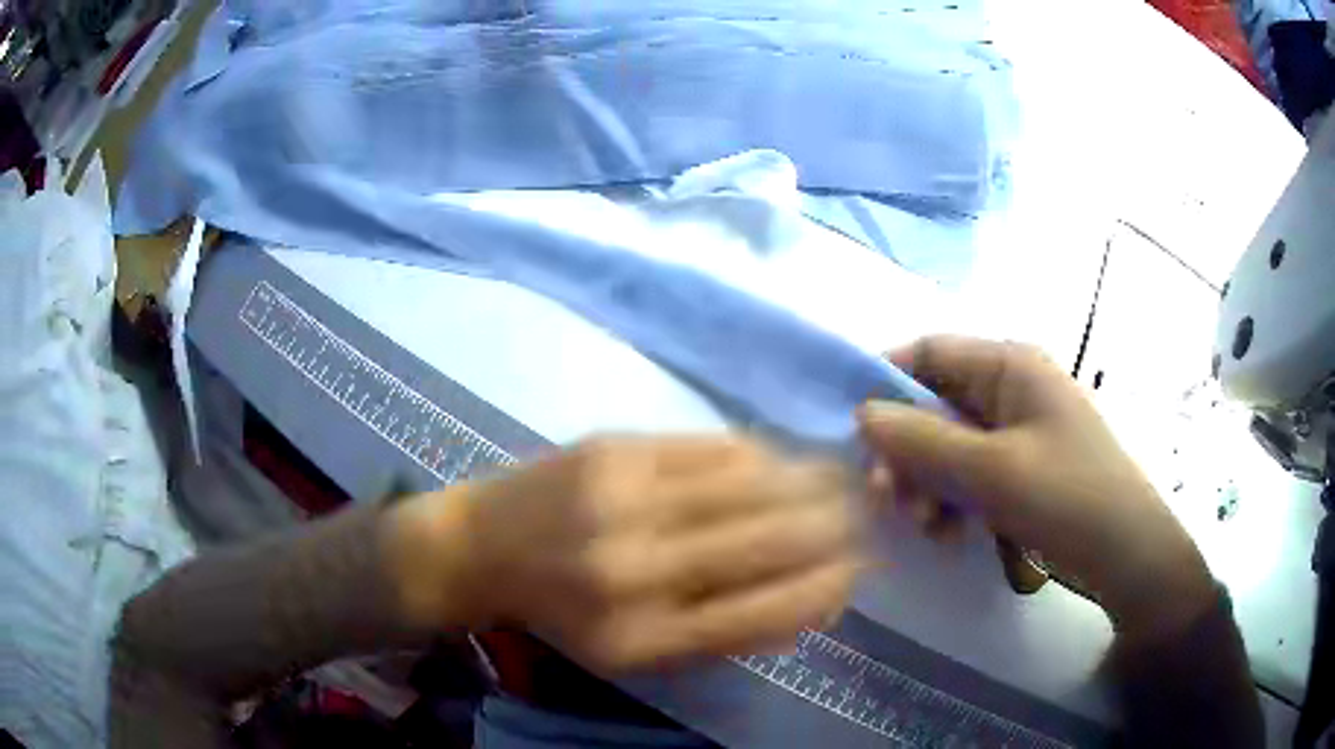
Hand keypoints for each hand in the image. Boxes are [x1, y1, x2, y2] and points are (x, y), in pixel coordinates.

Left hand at [388, 437, 858, 672]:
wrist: (481, 547)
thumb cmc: (563, 614)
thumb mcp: (635, 652)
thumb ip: (722, 634)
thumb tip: (810, 602)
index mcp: (645, 638)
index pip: (766, 614)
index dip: (826, 589)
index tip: (858, 571)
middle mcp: (639, 571)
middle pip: (768, 543)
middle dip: (834, 527)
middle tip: (867, 516)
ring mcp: (626, 501)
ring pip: (751, 486)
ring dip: (811, 483)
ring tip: (844, 480)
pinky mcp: (616, 450)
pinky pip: (713, 448)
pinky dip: (762, 455)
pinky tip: (784, 458)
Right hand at [857, 336, 1214, 639]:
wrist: (1126, 554)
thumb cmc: (1067, 497)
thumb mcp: (991, 471)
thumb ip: (923, 439)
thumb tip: (861, 412)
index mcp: (1010, 366)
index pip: (931, 352)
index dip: (886, 381)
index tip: (852, 429)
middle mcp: (1012, 388)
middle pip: (937, 403)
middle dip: (906, 449)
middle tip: (885, 496)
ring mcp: (1019, 430)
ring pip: (950, 444)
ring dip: (927, 481)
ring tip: (924, 525)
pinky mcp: (1023, 467)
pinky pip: (972, 472)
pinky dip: (953, 499)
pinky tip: (951, 534)